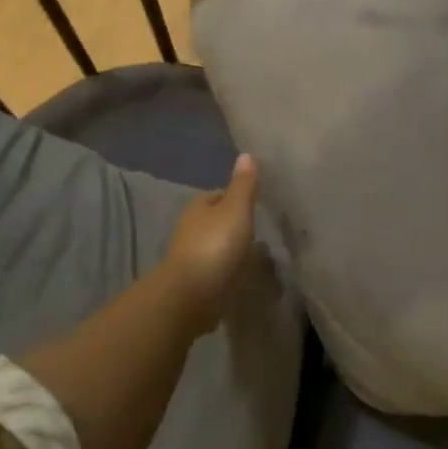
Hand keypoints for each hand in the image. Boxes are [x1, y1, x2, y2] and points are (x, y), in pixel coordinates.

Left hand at [163, 153, 260, 332]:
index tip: (253, 203)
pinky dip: (226, 268)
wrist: (192, 294)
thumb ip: (243, 185)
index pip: (217, 196)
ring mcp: (191, 257)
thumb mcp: (236, 209)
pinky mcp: (196, 281)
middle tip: (256, 227)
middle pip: (214, 220)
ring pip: (214, 245)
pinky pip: (215, 269)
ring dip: (229, 247)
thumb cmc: (215, 244)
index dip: (234, 197)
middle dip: (231, 223)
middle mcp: (190, 229)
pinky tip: (241, 273)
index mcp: (198, 207)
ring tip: (253, 252)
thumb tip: (245, 154)